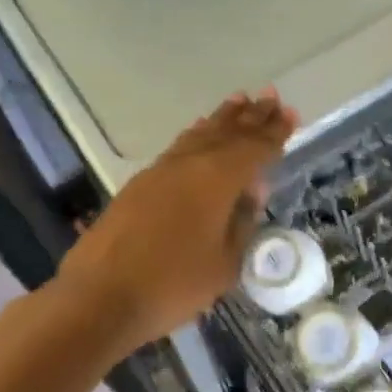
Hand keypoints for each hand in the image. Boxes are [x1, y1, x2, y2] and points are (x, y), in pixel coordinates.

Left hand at [56, 90, 296, 358]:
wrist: (101, 295)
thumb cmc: (173, 284)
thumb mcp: (224, 264)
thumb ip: (241, 224)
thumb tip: (249, 195)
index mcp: (218, 178)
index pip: (255, 148)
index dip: (275, 132)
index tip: (290, 113)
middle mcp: (190, 163)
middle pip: (227, 132)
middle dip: (252, 115)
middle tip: (271, 95)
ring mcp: (161, 170)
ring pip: (199, 135)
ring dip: (222, 118)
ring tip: (239, 101)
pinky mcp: (140, 183)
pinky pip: (179, 147)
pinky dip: (196, 135)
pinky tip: (199, 132)